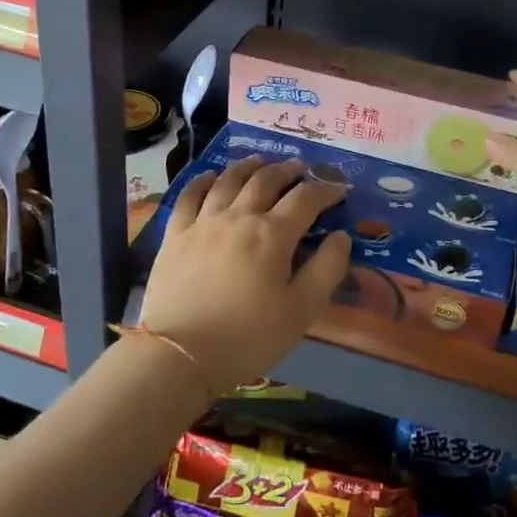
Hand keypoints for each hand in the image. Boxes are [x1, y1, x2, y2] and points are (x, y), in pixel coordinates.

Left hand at [139, 156, 351, 392]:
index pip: (306, 199)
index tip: (339, 190)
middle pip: (266, 180)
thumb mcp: (301, 311)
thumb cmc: (248, 337)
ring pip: (229, 180)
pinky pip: (190, 195)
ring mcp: (203, 222)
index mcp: (273, 234)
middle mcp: (239, 216)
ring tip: (260, 161)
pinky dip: (204, 180)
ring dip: (249, 167)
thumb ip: (326, 269)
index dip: (326, 190)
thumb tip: (341, 236)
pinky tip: (211, 176)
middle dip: (288, 171)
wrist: (180, 355)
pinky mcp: (175, 234)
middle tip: (300, 168)